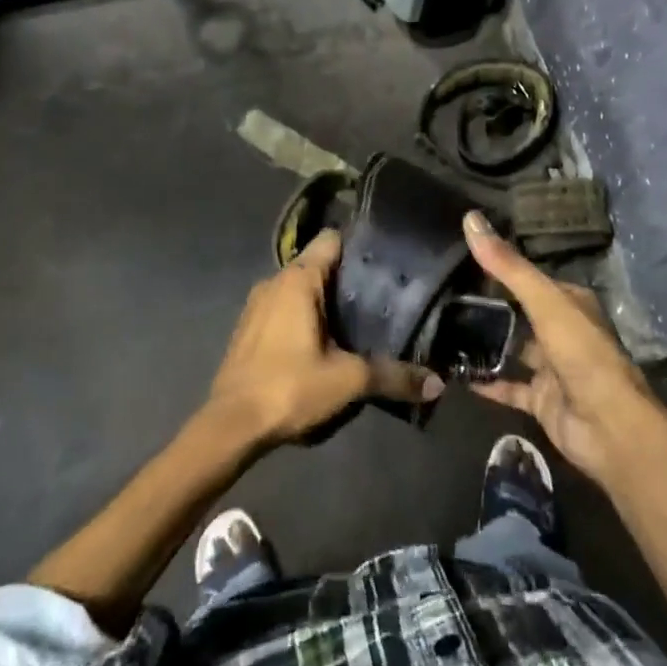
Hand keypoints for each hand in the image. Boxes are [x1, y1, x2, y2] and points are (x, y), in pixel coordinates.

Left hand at [209, 230, 441, 446]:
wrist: (230, 425)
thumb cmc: (288, 387)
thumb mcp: (348, 381)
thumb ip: (392, 376)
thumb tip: (436, 383)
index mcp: (298, 279)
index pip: (333, 240)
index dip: (360, 247)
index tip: (387, 263)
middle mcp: (275, 281)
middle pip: (319, 264)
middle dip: (349, 280)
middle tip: (384, 299)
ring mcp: (258, 304)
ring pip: (301, 288)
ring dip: (326, 301)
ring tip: (360, 322)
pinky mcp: (250, 327)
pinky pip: (285, 307)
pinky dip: (305, 316)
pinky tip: (325, 342)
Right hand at [463, 211, 657, 481]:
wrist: (608, 426)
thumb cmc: (581, 353)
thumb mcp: (544, 300)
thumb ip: (507, 266)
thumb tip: (470, 218)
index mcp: (571, 303)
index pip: (531, 279)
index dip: (500, 269)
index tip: (461, 259)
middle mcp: (562, 332)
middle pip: (520, 314)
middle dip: (489, 307)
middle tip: (444, 296)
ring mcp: (552, 368)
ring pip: (513, 350)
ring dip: (486, 344)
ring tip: (443, 329)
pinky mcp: (541, 400)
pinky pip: (507, 386)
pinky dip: (485, 381)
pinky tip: (455, 371)